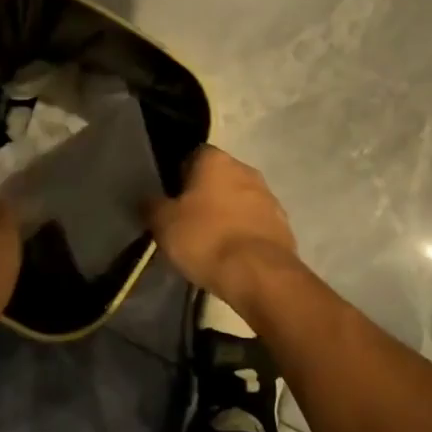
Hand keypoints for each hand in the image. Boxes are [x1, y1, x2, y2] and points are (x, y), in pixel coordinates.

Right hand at [145, 146, 297, 316]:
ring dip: (227, 214)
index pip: (193, 156)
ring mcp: (270, 197)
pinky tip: (232, 255)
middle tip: (188, 221)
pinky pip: (256, 224)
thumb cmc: (205, 238)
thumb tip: (148, 199)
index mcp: (216, 160)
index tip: (171, 199)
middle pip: (219, 177)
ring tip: (211, 242)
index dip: (179, 176)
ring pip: (240, 200)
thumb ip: (152, 205)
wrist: (259, 275)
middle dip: (205, 195)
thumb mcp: (163, 223)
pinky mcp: (284, 226)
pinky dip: (244, 234)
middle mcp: (246, 170)